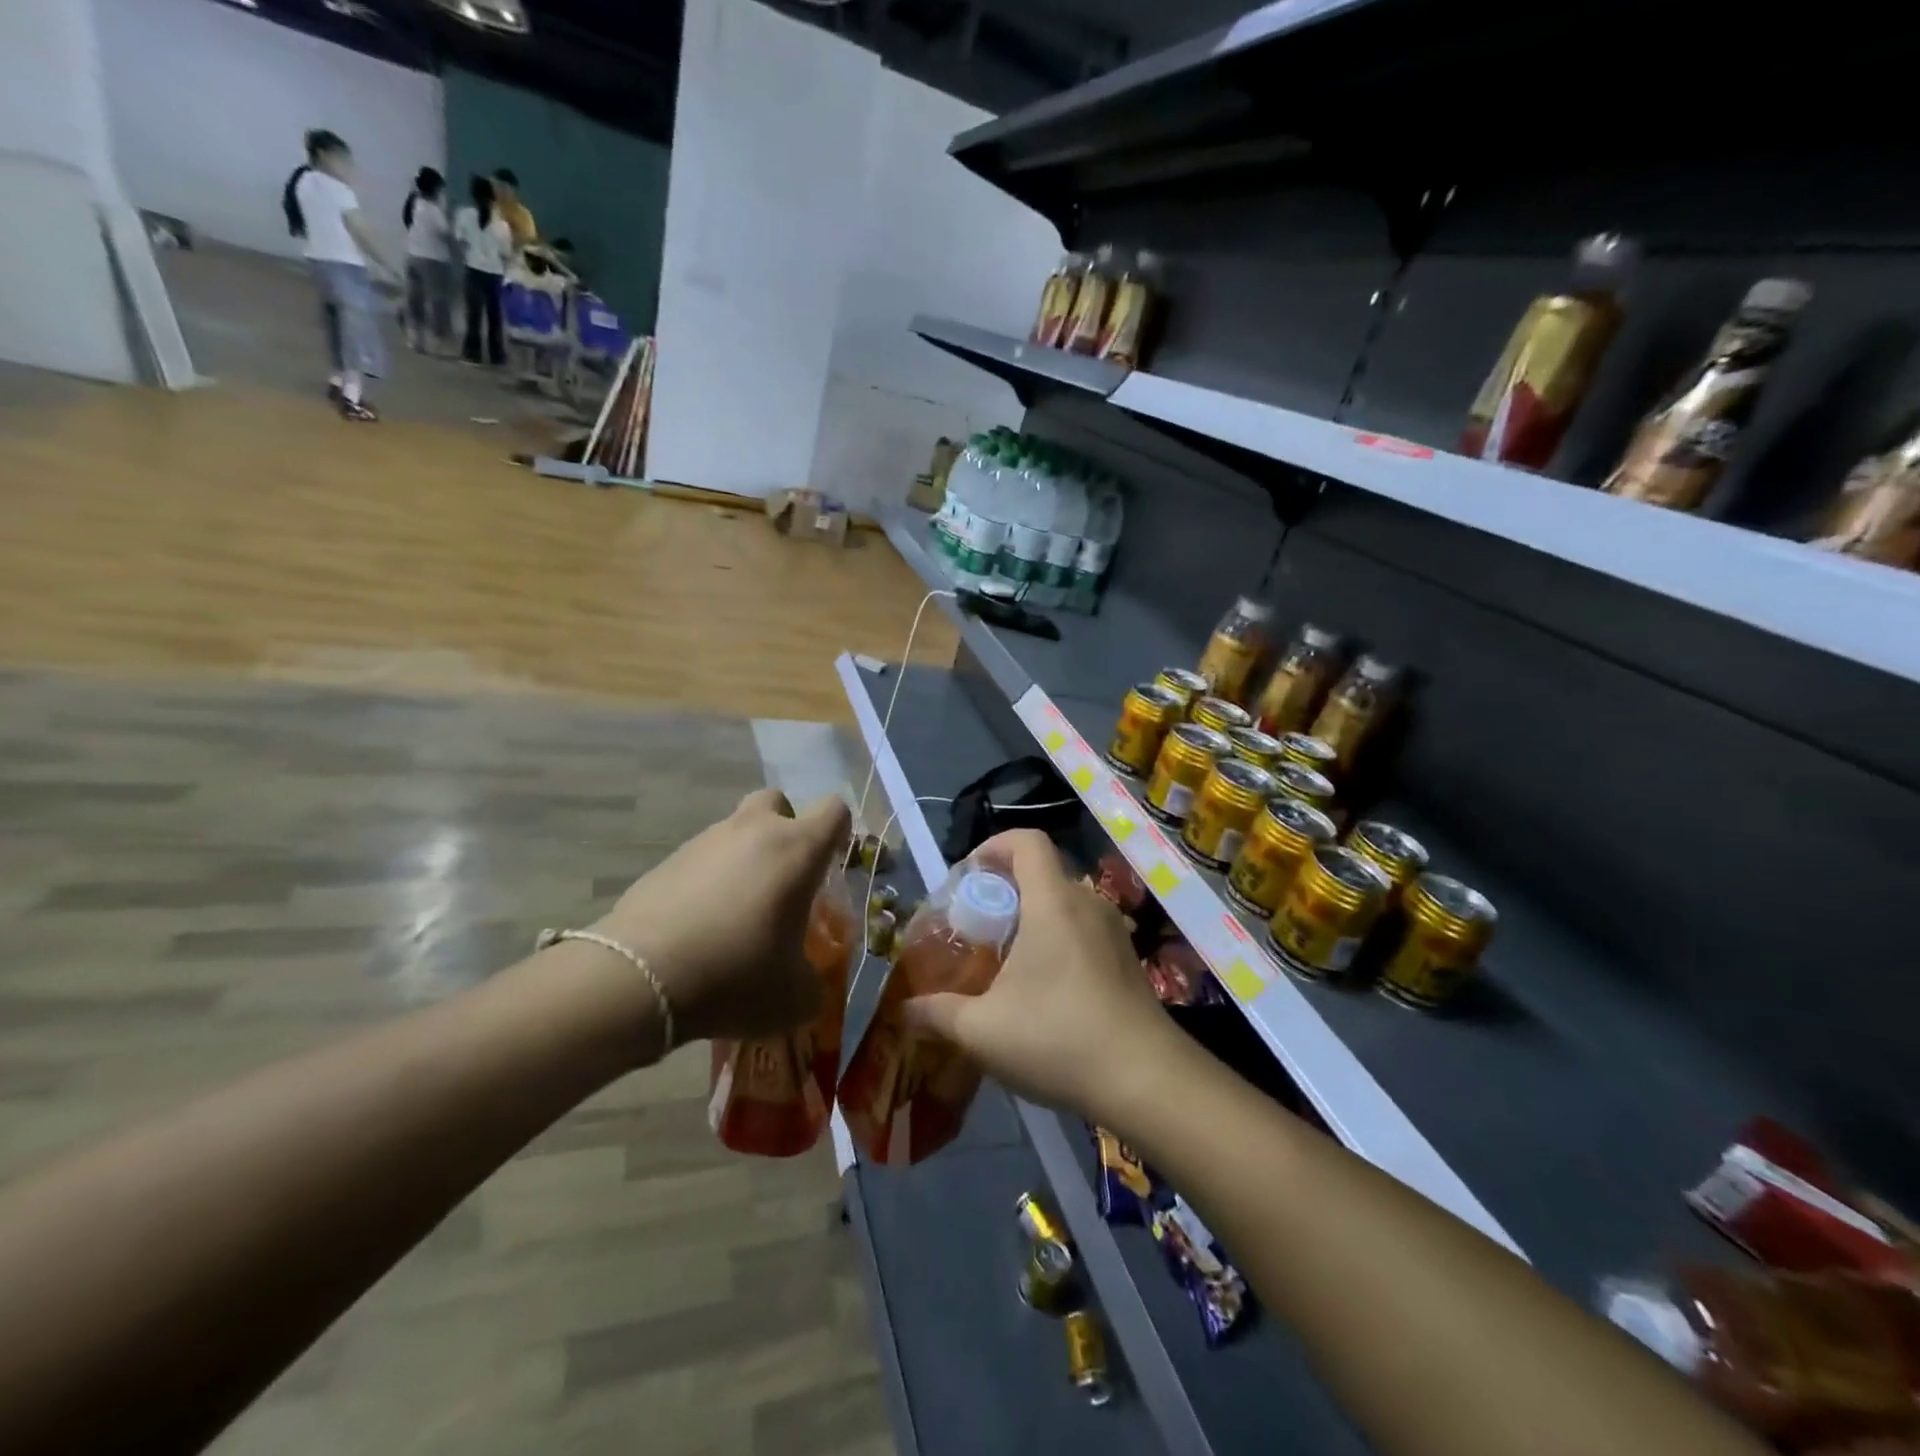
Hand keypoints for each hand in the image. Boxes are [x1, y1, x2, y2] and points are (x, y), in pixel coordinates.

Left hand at [594, 789, 850, 1045]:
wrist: (639, 979)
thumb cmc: (735, 976)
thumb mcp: (794, 997)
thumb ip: (813, 983)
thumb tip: (808, 984)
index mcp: (796, 850)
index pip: (834, 810)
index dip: (839, 832)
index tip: (831, 865)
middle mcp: (753, 831)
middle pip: (777, 801)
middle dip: (785, 828)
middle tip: (783, 877)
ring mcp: (705, 841)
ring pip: (736, 830)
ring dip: (744, 857)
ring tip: (736, 913)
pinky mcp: (666, 860)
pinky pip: (701, 859)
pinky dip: (708, 880)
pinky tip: (700, 924)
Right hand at [903, 829, 1181, 1121]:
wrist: (1147, 1080)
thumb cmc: (1058, 1038)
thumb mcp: (983, 1030)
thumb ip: (938, 1013)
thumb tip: (906, 1008)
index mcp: (1052, 901)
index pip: (1027, 841)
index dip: (994, 846)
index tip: (969, 877)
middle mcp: (1087, 904)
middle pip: (1043, 872)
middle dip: (1006, 889)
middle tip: (978, 926)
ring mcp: (1113, 931)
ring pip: (1065, 903)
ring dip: (1033, 917)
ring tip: (1006, 959)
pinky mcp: (1127, 959)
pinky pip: (1084, 929)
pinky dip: (1058, 939)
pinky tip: (1044, 988)